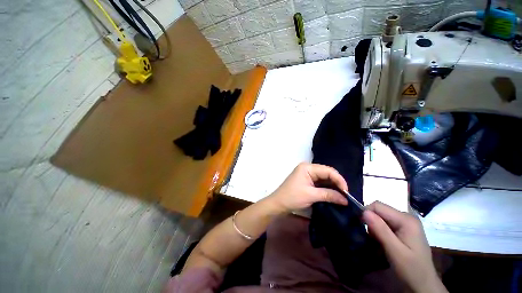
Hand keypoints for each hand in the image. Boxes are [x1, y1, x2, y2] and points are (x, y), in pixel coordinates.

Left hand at [267, 163, 348, 211]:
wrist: (278, 204)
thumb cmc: (293, 197)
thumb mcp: (311, 195)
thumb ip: (329, 195)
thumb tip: (345, 199)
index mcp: (307, 167)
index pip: (328, 170)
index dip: (339, 180)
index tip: (346, 192)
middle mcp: (308, 168)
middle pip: (326, 173)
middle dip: (336, 183)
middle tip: (346, 195)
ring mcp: (307, 174)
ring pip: (324, 178)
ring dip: (332, 187)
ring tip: (342, 196)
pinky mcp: (307, 181)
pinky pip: (320, 183)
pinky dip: (327, 188)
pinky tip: (333, 195)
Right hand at [363, 202, 447, 292]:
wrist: (424, 284)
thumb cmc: (411, 269)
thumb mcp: (395, 251)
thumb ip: (380, 230)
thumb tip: (364, 211)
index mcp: (406, 219)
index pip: (378, 206)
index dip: (367, 213)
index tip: (361, 227)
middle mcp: (406, 217)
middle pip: (379, 211)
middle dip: (371, 222)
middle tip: (372, 238)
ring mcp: (405, 223)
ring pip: (380, 217)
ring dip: (374, 228)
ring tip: (377, 242)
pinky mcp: (403, 229)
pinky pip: (385, 223)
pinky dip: (379, 231)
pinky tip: (382, 242)